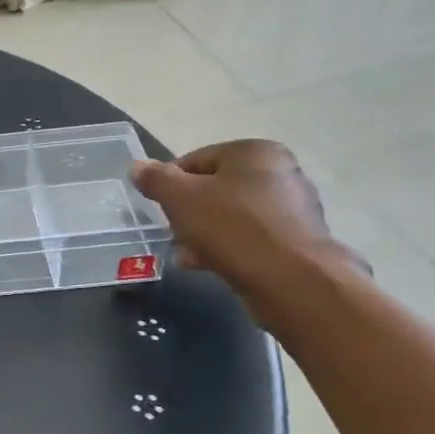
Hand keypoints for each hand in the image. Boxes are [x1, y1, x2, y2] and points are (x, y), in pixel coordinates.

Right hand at [131, 141, 365, 317]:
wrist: (292, 281)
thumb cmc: (232, 227)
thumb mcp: (181, 198)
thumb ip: (156, 179)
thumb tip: (137, 167)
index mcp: (255, 152)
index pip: (196, 159)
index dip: (170, 183)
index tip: (158, 207)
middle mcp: (281, 173)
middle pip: (216, 188)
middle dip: (189, 211)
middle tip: (172, 232)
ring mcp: (294, 209)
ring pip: (232, 216)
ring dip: (205, 233)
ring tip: (186, 255)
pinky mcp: (298, 243)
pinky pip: (251, 239)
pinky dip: (229, 248)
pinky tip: (208, 266)